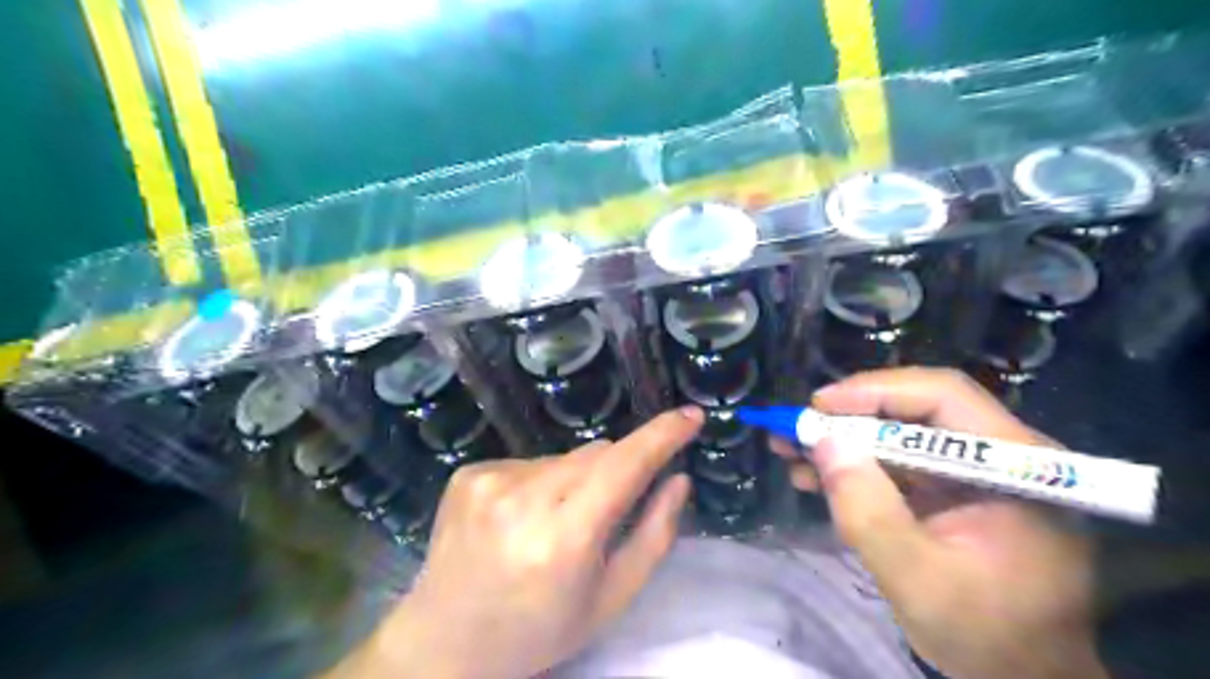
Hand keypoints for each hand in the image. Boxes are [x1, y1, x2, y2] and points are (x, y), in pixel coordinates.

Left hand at [326, 406, 704, 675]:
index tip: (691, 416)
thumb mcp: (611, 598)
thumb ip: (654, 535)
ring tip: (553, 524)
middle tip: (603, 514)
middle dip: (616, 471)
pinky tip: (520, 519)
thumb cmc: (540, 630)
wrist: (446, 643)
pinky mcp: (469, 473)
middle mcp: (523, 501)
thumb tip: (679, 478)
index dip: (662, 436)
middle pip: (596, 455)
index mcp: (564, 540)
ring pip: (564, 457)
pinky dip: (540, 482)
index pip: (623, 467)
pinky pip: (529, 461)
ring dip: (575, 479)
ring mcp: (489, 481)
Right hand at [776, 368, 1102, 678]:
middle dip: (848, 417)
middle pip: (916, 409)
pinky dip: (855, 465)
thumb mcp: (917, 579)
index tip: (818, 406)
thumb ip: (868, 511)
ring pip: (900, 433)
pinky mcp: (954, 489)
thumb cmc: (986, 636)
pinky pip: (898, 462)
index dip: (876, 391)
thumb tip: (824, 441)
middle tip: (794, 428)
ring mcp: (976, 472)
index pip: (943, 396)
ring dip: (844, 440)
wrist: (1025, 675)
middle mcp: (1001, 455)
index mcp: (1016, 467)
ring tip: (790, 449)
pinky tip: (814, 475)